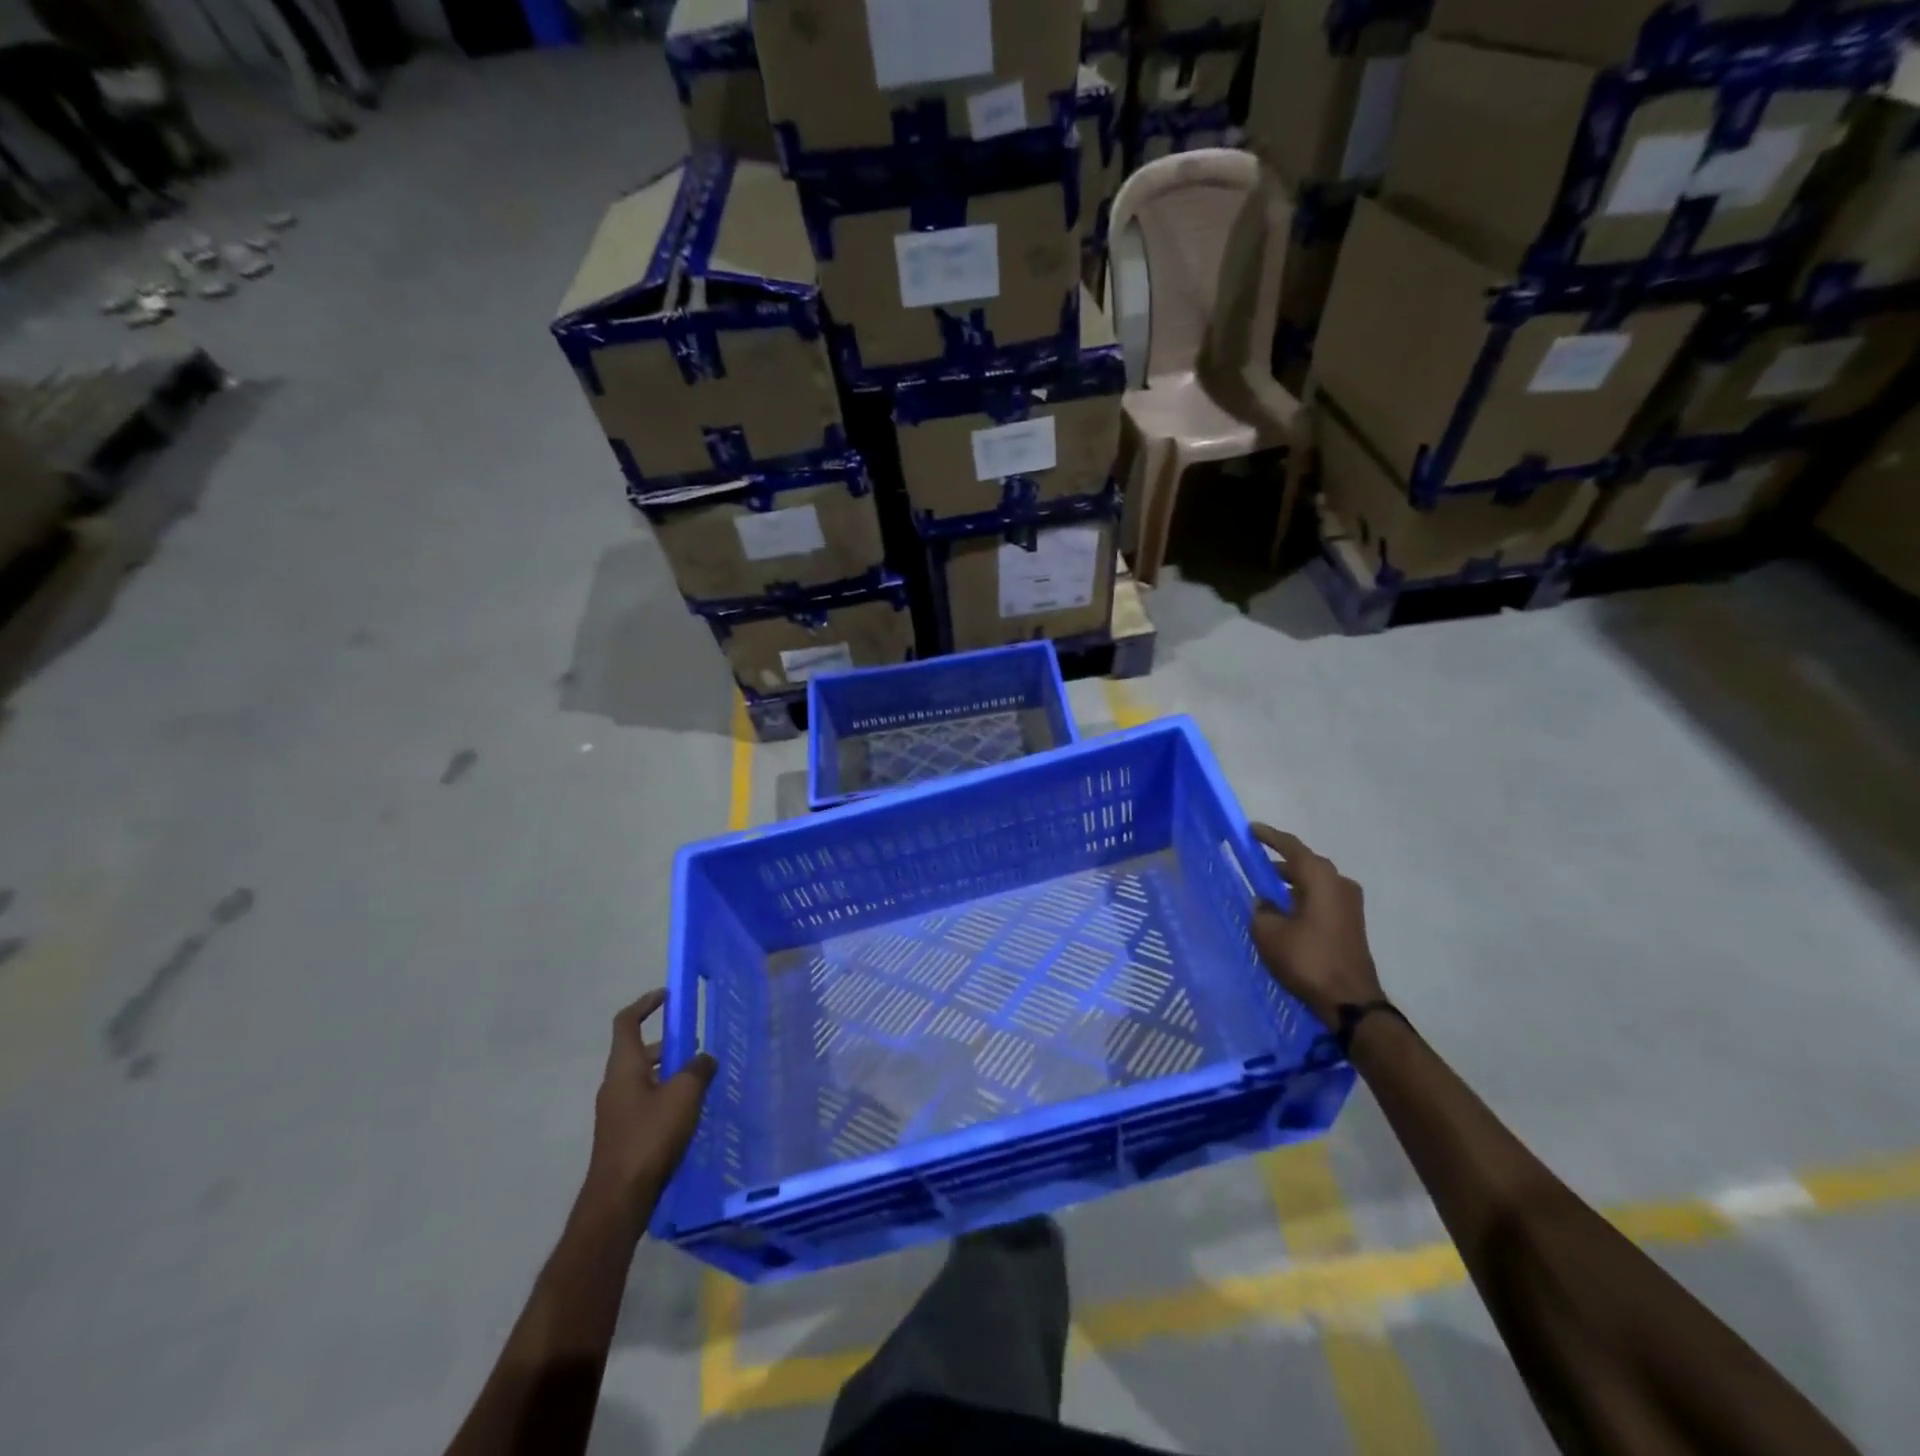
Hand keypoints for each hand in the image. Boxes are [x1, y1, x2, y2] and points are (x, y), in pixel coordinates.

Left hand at [586, 990, 716, 1220]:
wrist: (619, 1199)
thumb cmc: (649, 1137)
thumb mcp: (684, 1095)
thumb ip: (698, 1069)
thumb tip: (704, 1057)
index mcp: (624, 1066)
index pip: (627, 1022)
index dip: (646, 1004)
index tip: (668, 996)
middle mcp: (615, 1084)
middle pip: (638, 1051)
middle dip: (667, 1044)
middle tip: (697, 1044)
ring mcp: (617, 1111)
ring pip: (644, 1078)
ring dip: (669, 1072)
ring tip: (701, 1079)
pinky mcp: (623, 1134)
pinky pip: (646, 1101)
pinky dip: (666, 1096)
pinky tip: (689, 1111)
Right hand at [1249, 826, 1383, 1028]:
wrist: (1350, 1001)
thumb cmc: (1307, 959)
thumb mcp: (1269, 933)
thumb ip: (1262, 910)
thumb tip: (1265, 903)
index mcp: (1320, 878)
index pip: (1291, 847)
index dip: (1269, 837)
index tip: (1251, 830)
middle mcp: (1339, 884)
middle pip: (1305, 864)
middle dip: (1279, 861)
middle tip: (1254, 861)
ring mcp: (1349, 905)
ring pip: (1314, 883)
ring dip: (1291, 883)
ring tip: (1265, 888)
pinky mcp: (1350, 924)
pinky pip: (1321, 899)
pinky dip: (1301, 898)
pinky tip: (1284, 911)